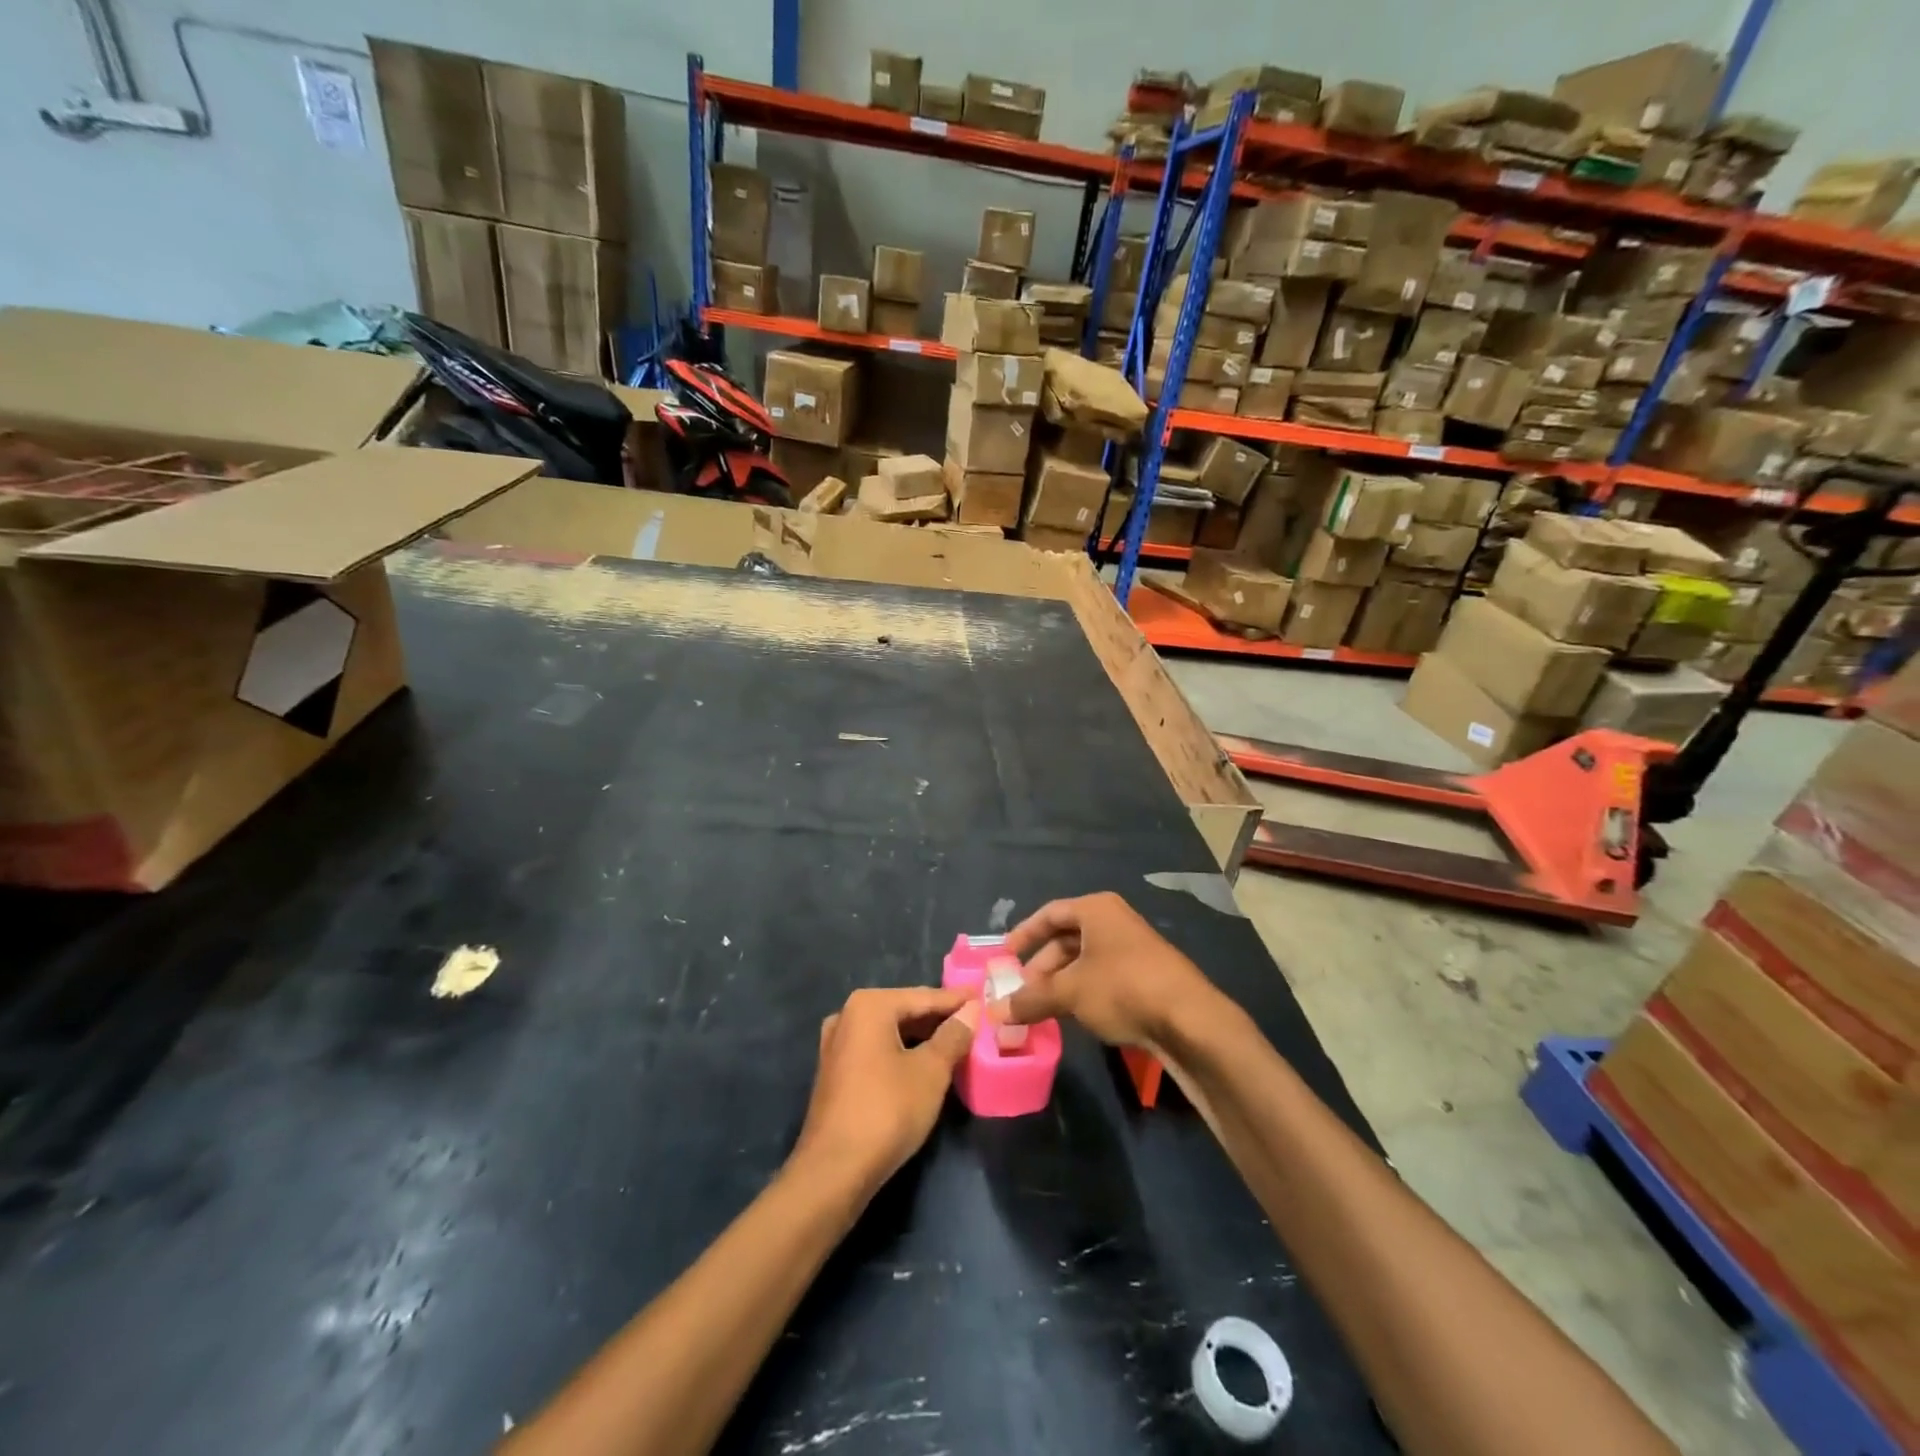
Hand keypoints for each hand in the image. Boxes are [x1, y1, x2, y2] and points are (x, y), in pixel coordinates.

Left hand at [792, 987, 977, 1194]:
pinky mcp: (834, 1071)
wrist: (834, 1170)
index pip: (924, 997)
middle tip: (972, 1020)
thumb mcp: (930, 1072)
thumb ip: (953, 1036)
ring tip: (954, 1041)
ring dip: (921, 1037)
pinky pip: (876, 1049)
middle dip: (938, 1018)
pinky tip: (922, 1063)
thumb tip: (969, 1012)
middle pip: (904, 1010)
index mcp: (869, 1005)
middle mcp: (847, 1015)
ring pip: (889, 1031)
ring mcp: (836, 1044)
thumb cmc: (887, 1111)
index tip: (982, 997)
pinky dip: (900, 1051)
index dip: (956, 1000)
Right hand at [1001, 892, 1221, 1049]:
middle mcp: (1114, 921)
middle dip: (1042, 966)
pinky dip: (1083, 991)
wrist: (1189, 1019)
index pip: (1050, 914)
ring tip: (1043, 1008)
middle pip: (1067, 938)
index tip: (1005, 956)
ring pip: (1085, 961)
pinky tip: (1073, 1016)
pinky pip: (1103, 976)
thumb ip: (1031, 999)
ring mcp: (1133, 948)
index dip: (1024, 933)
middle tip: (1023, 991)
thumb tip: (996, 1012)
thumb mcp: (1070, 993)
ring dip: (1061, 983)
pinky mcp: (1146, 975)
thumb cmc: (1122, 988)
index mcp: (1096, 910)